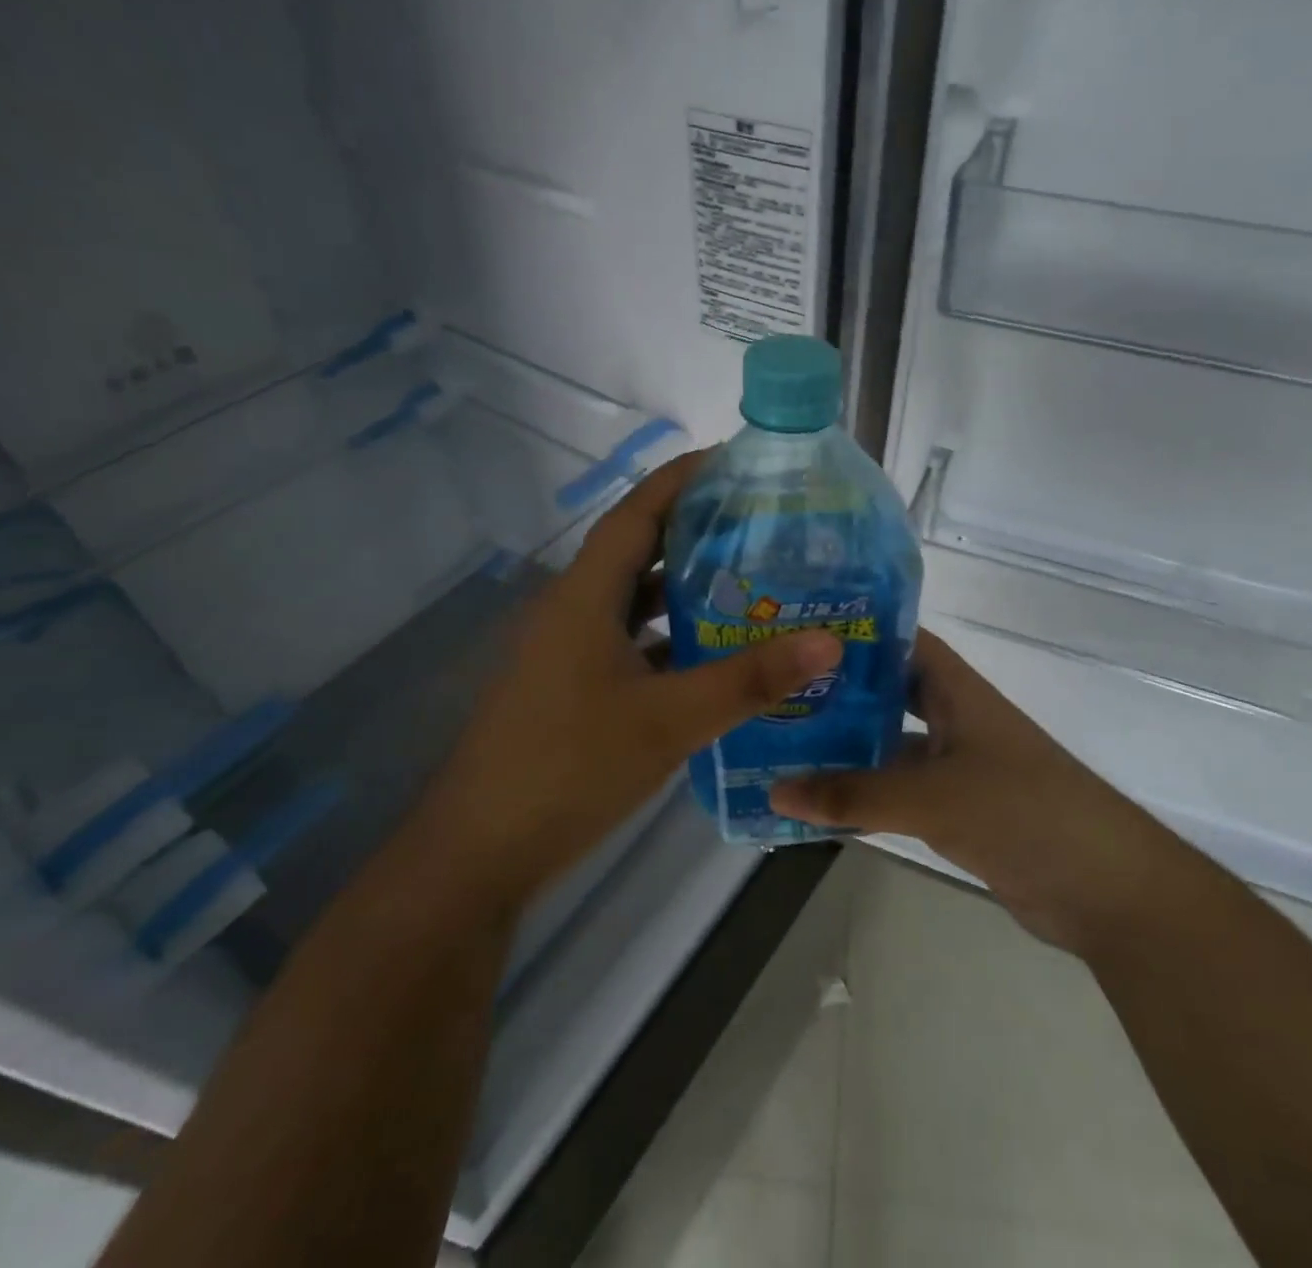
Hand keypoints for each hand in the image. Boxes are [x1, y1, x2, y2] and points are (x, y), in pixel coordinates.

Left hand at [427, 451, 841, 911]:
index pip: (637, 512)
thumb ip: (749, 680)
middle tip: (762, 522)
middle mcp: (574, 610)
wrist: (482, 850)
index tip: (735, 460)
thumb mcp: (669, 720)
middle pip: (639, 549)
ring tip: (751, 579)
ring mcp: (570, 650)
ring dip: (686, 586)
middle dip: (695, 528)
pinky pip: (631, 641)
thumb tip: (828, 641)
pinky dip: (671, 636)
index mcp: (585, 595)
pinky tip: (715, 653)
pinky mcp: (574, 686)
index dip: (682, 478)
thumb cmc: (569, 767)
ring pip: (635, 599)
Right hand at [771, 630, 1153, 954]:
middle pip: (886, 692)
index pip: (900, 640)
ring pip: (888, 744)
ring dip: (844, 746)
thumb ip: (855, 795)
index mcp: (956, 690)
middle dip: (836, 691)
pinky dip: (863, 793)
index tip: (796, 632)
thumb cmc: (1023, 812)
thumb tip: (775, 790)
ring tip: (780, 741)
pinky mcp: (955, 809)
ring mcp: (955, 765)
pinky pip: (897, 790)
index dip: (854, 631)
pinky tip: (818, 801)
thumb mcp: (933, 798)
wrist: (1105, 890)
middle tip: (773, 690)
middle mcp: (953, 718)